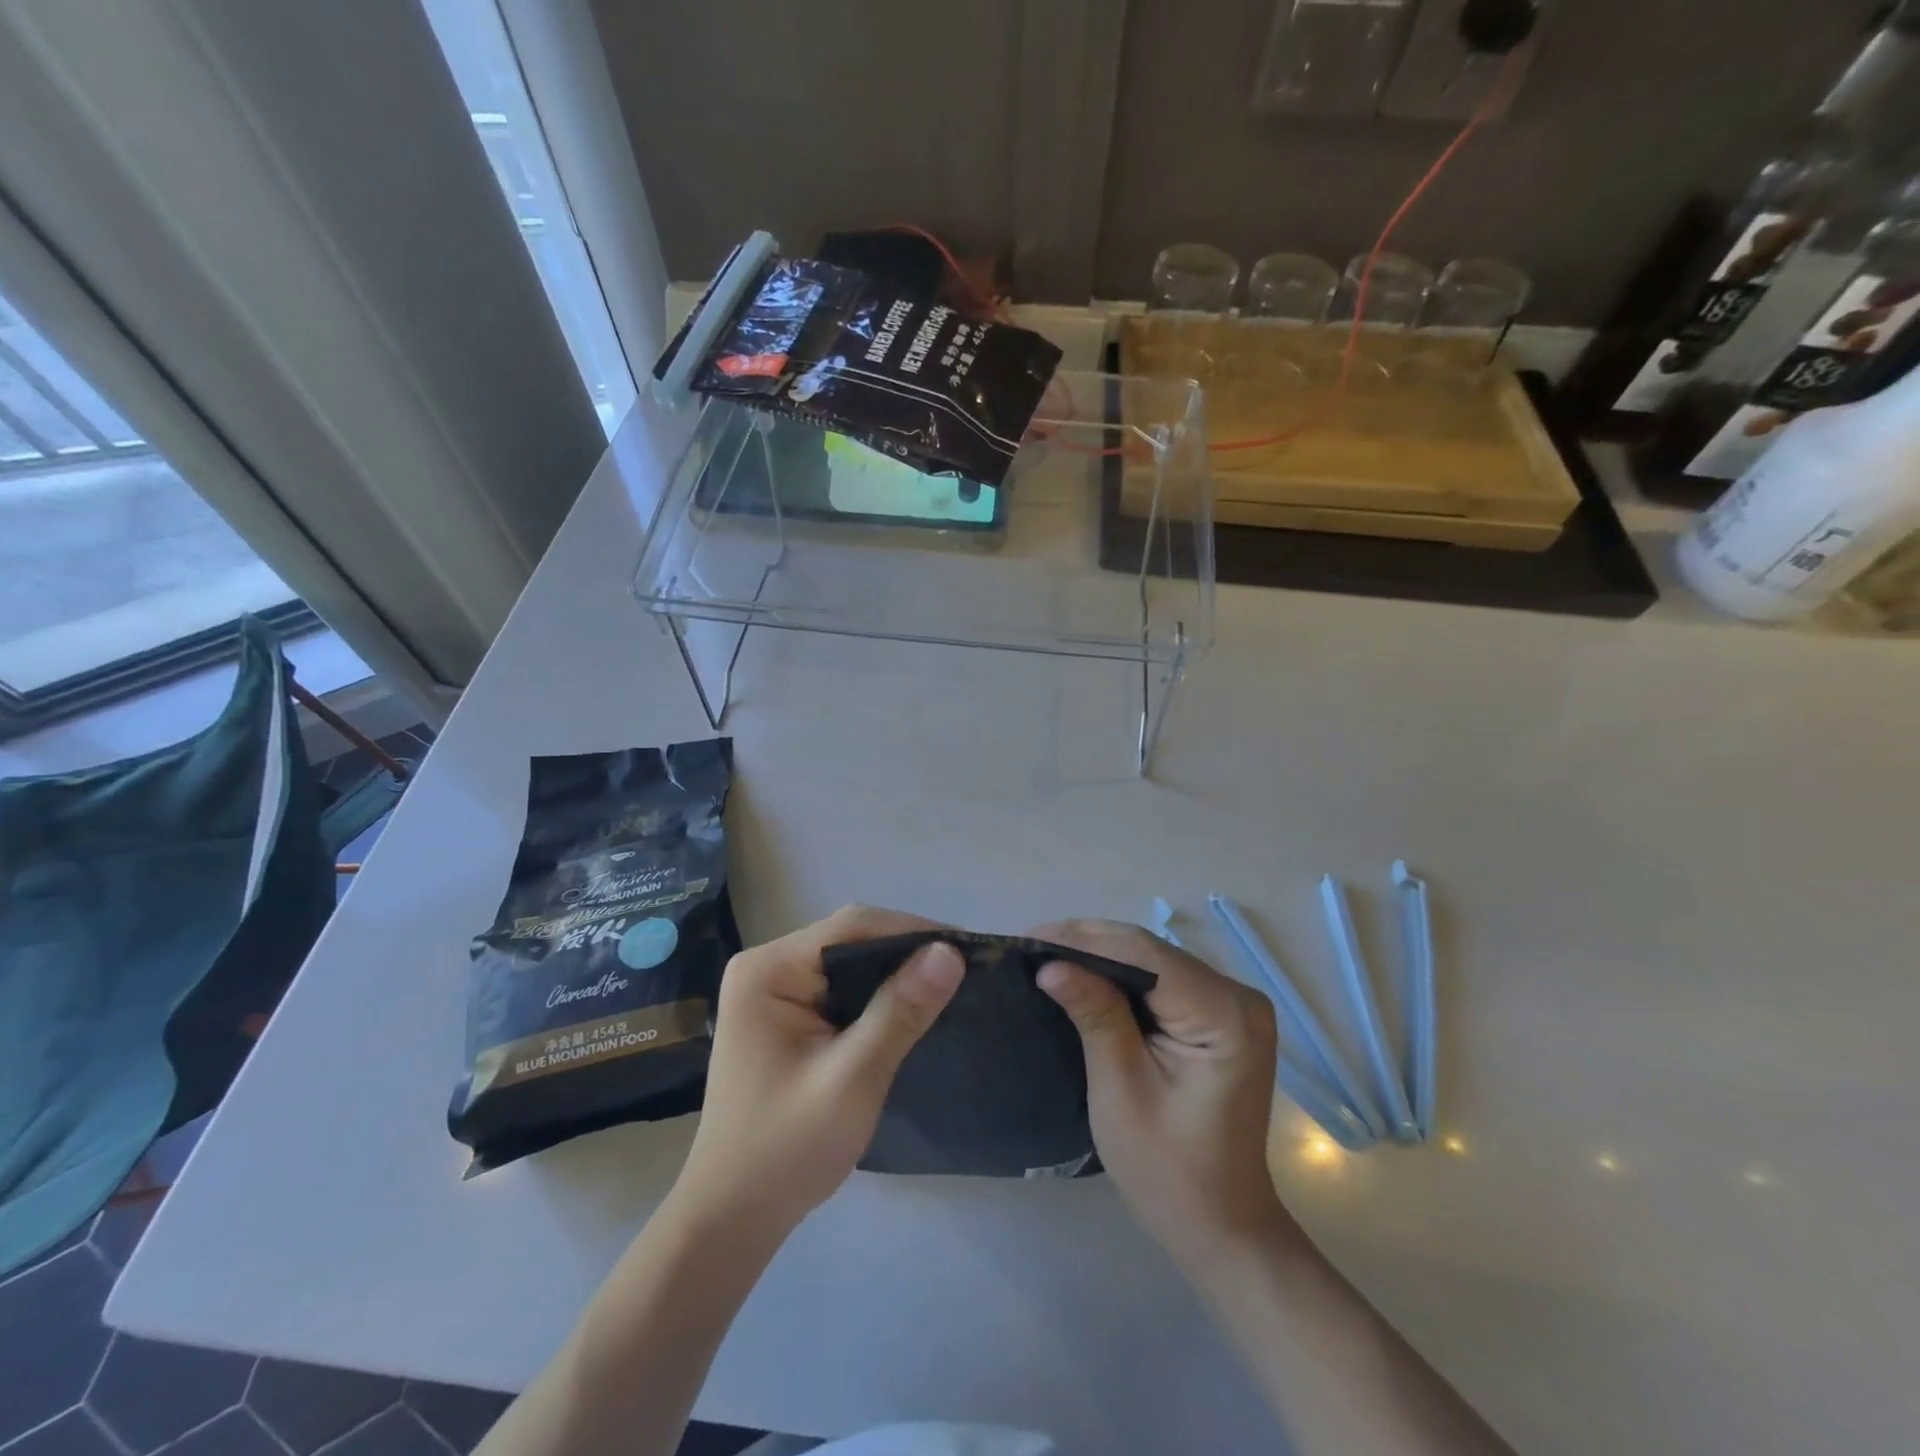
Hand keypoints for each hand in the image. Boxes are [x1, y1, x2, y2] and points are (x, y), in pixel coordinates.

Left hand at [671, 905, 964, 1237]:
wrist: (732, 1218)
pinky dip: (876, 996)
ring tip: (947, 984)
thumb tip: (949, 952)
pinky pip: (839, 989)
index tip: (966, 948)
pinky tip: (909, 1008)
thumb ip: (900, 1011)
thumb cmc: (787, 1150)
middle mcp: (765, 967)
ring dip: (894, 974)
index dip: (912, 931)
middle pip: (849, 940)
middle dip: (906, 951)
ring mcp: (771, 991)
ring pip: (847, 963)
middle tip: (964, 969)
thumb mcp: (853, 1078)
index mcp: (768, 970)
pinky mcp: (784, 1016)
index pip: (851, 927)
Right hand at [1032, 920, 1293, 1268]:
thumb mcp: (1121, 1090)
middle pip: (1151, 951)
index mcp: (1224, 1014)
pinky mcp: (1220, 1016)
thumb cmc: (1168, 1170)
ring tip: (1046, 954)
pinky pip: (1162, 980)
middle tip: (1029, 944)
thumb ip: (1094, 1016)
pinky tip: (1084, 974)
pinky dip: (1121, 976)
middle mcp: (1237, 995)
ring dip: (1100, 955)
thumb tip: (1050, 964)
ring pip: (1153, 960)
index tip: (1028, 939)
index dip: (1083, 938)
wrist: (1220, 1224)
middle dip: (1087, 942)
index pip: (1144, 954)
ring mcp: (1232, 1005)